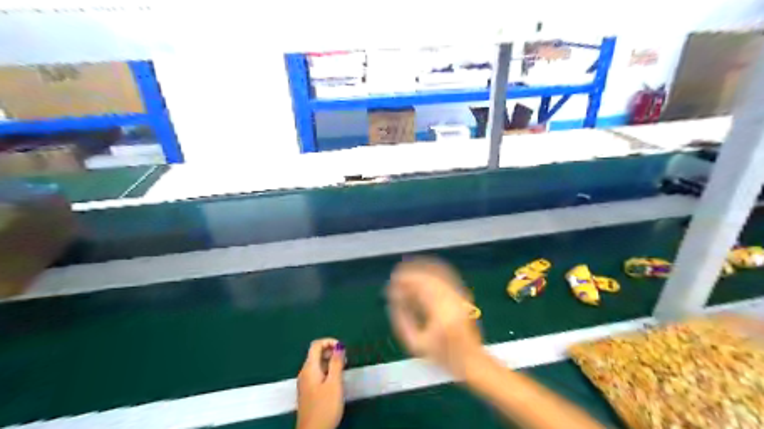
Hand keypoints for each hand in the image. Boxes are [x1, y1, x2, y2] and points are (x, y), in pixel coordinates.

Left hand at [298, 340, 345, 428]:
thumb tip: (339, 346)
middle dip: (331, 352)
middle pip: (316, 353)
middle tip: (345, 360)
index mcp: (309, 368)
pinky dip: (327, 371)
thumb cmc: (325, 407)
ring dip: (330, 362)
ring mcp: (305, 382)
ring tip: (343, 370)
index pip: (316, 344)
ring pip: (317, 364)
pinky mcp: (308, 391)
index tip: (343, 349)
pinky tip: (335, 381)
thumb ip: (336, 363)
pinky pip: (317, 373)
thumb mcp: (334, 383)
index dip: (330, 342)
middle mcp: (304, 372)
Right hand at [389, 256, 481, 377]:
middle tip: (396, 278)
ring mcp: (460, 296)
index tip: (392, 282)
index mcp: (441, 314)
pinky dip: (432, 272)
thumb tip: (393, 300)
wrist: (471, 359)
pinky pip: (446, 275)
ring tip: (406, 275)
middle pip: (428, 279)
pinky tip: (422, 273)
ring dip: (419, 272)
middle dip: (410, 276)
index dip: (404, 282)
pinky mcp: (463, 294)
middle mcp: (452, 300)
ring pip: (436, 274)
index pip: (420, 288)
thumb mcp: (416, 344)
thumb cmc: (442, 356)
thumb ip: (402, 321)